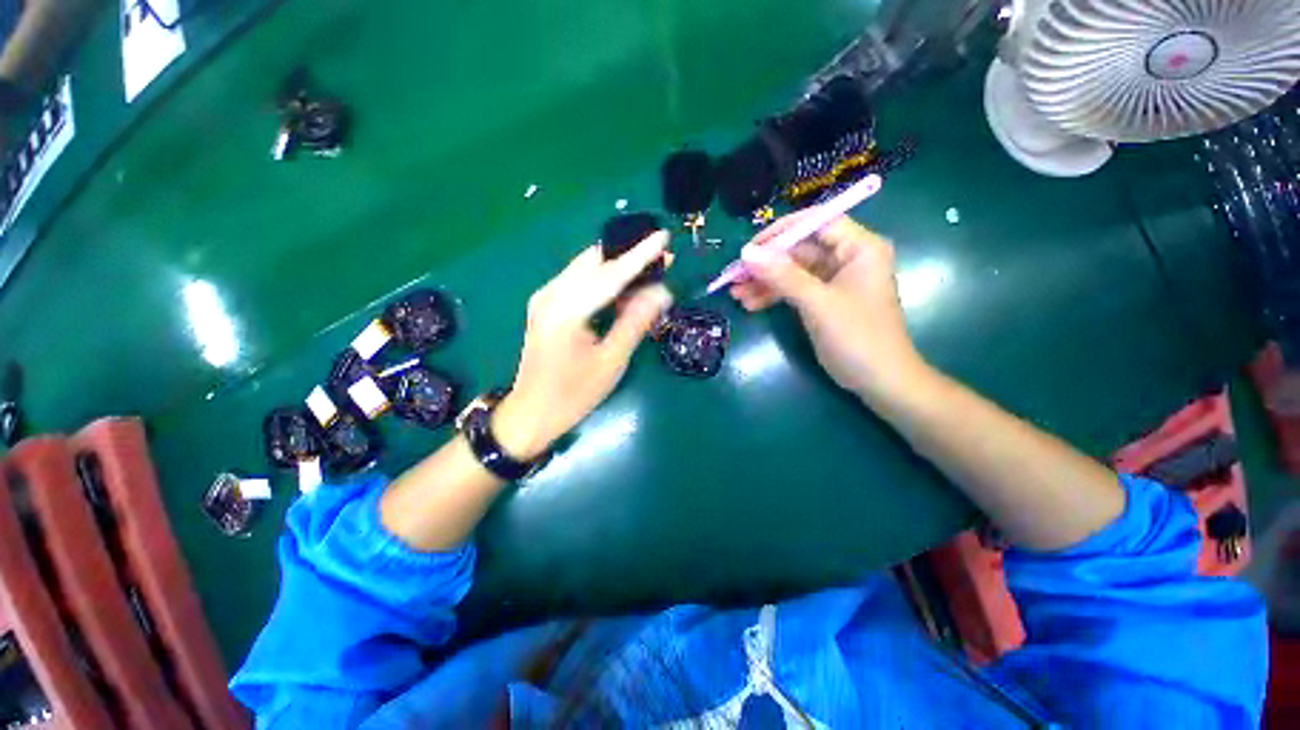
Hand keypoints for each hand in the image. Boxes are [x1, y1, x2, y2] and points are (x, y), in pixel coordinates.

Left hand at [493, 232, 672, 458]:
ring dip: (615, 268)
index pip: (610, 274)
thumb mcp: (611, 360)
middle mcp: (551, 294)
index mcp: (567, 310)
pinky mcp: (544, 305)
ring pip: (585, 268)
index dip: (639, 255)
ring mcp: (544, 298)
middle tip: (660, 260)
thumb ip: (635, 322)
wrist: (532, 412)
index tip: (663, 236)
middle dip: (627, 257)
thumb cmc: (574, 394)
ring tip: (645, 276)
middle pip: (594, 262)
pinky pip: (577, 281)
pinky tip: (619, 292)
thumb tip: (662, 291)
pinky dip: (601, 281)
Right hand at [729, 213, 923, 396]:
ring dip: (764, 282)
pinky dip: (773, 296)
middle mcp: (847, 258)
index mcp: (859, 248)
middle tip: (734, 276)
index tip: (750, 248)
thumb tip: (747, 253)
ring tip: (735, 294)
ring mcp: (834, 281)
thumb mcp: (817, 303)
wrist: (879, 381)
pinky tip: (750, 304)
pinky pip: (794, 290)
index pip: (816, 223)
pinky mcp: (823, 301)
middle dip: (766, 264)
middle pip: (799, 249)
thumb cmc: (857, 337)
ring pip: (792, 272)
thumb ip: (783, 276)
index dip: (781, 232)